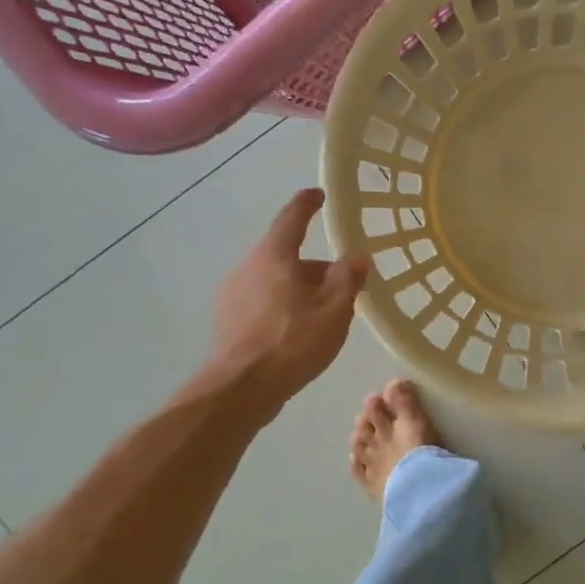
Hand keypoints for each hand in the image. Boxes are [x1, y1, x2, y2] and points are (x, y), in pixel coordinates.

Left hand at [210, 189, 369, 404]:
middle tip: (341, 281)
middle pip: (285, 255)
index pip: (292, 218)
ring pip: (273, 280)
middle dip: (313, 265)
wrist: (242, 388)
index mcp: (273, 256)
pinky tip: (298, 330)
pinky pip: (261, 301)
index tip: (319, 195)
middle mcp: (247, 267)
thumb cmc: (293, 341)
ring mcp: (232, 294)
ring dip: (298, 287)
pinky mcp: (227, 321)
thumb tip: (358, 255)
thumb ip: (348, 278)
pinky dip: (282, 305)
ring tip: (323, 312)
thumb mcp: (334, 309)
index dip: (307, 204)